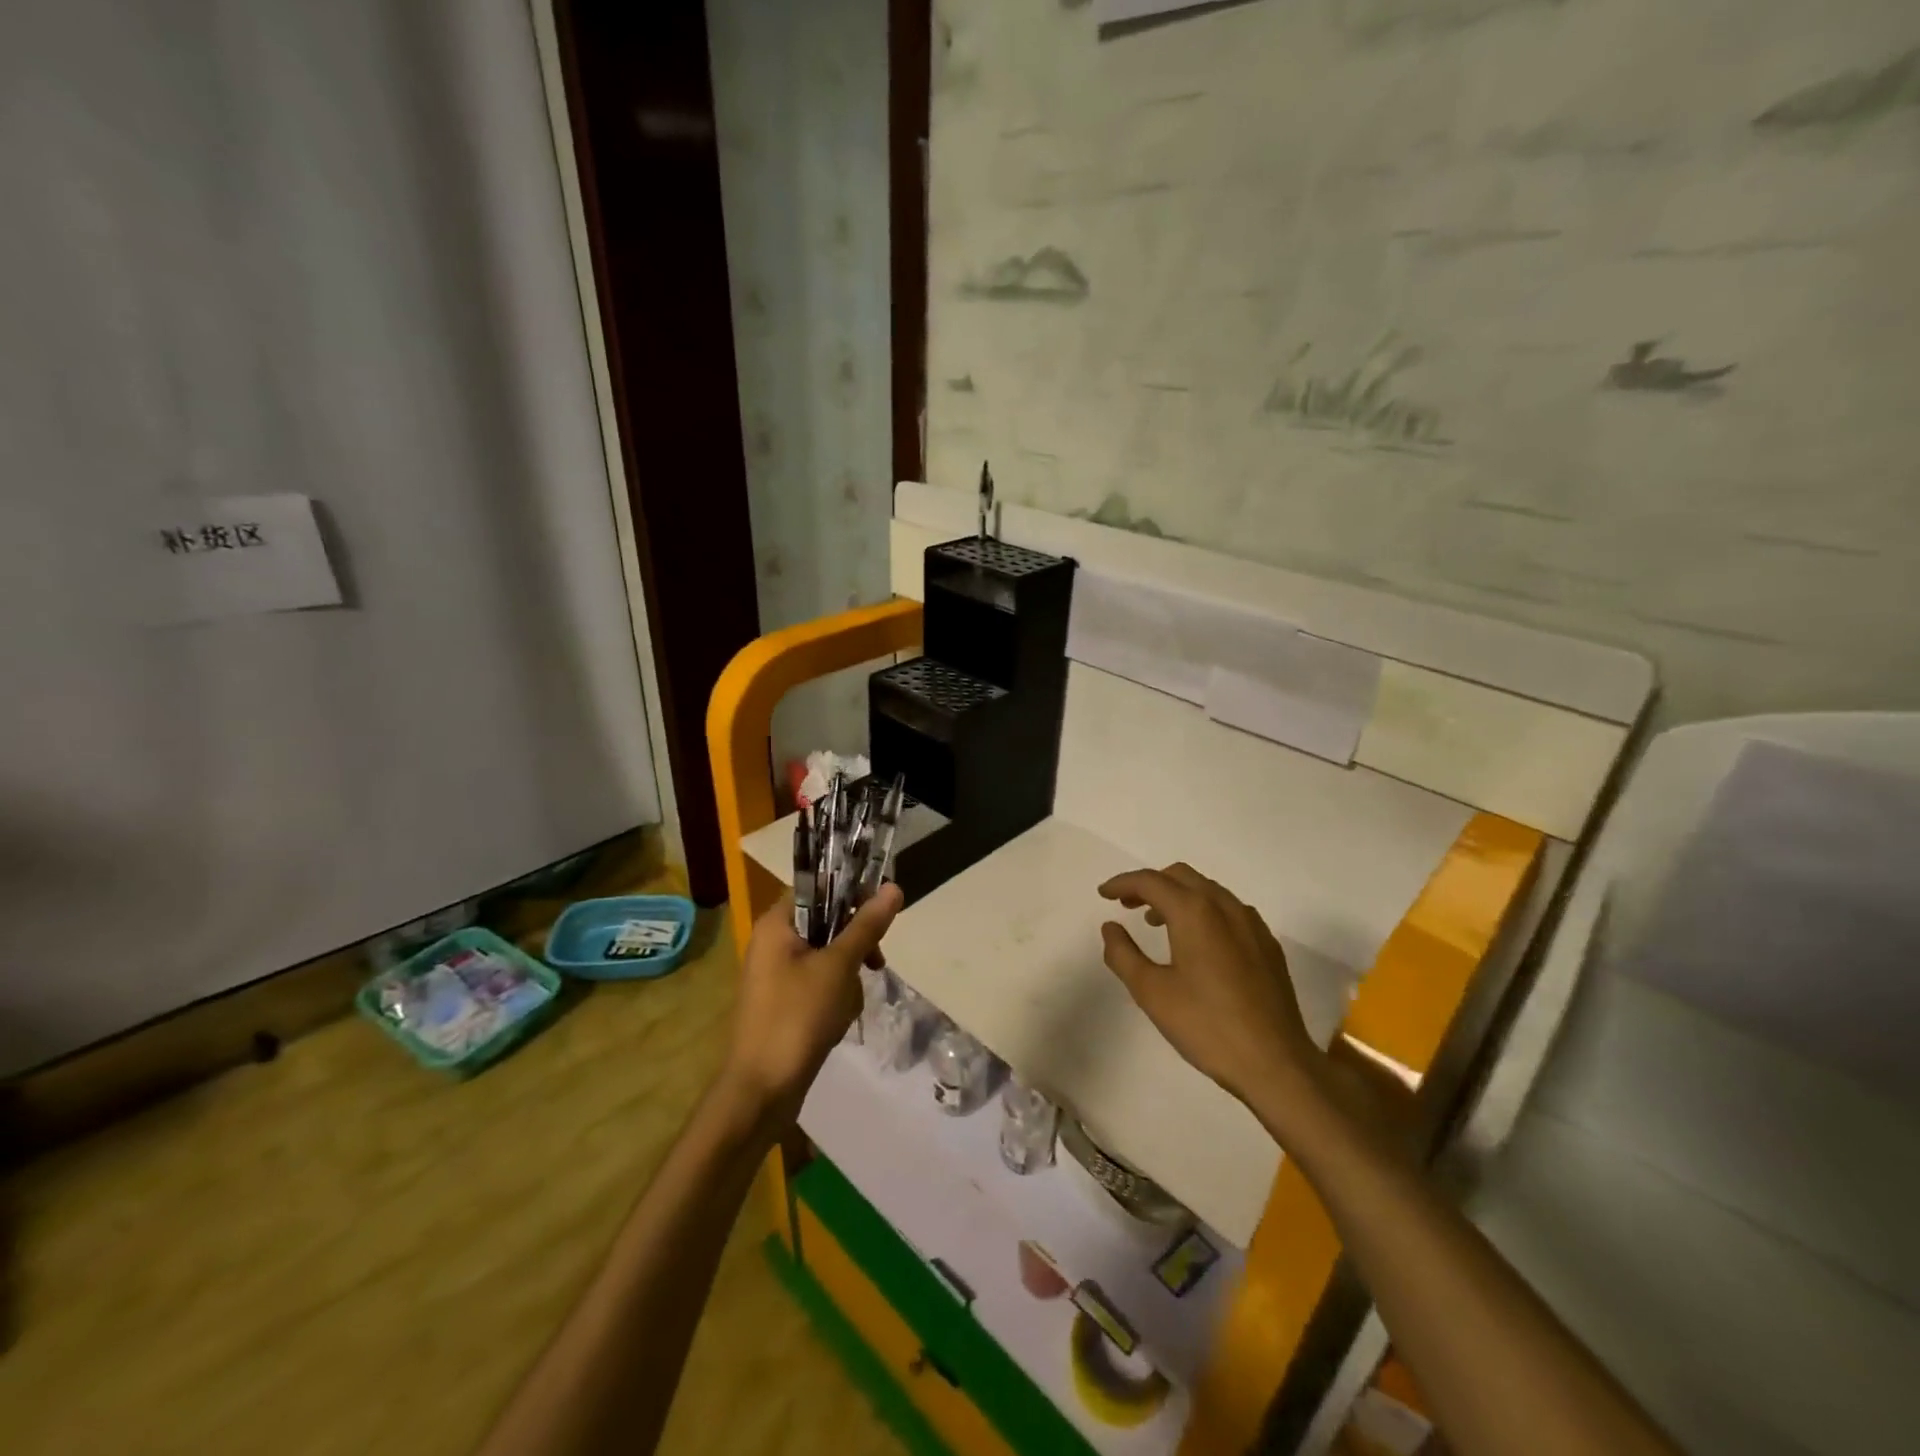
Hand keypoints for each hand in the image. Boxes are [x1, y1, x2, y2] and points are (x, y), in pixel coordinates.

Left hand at [721, 884, 902, 1119]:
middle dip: (853, 947)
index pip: (817, 888)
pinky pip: (821, 985)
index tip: (879, 913)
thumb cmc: (797, 1018)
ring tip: (846, 1006)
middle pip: (827, 924)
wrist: (761, 1092)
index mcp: (775, 925)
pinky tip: (838, 1022)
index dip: (851, 893)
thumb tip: (894, 887)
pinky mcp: (786, 1004)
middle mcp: (773, 943)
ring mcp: (778, 976)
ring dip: (847, 979)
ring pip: (829, 958)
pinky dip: (835, 999)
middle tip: (873, 963)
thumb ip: (866, 926)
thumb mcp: (838, 967)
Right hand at [1099, 864, 1322, 1115]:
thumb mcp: (1151, 993)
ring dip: (1178, 896)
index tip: (1103, 894)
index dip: (1122, 883)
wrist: (1276, 1065)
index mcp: (1194, 912)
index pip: (1151, 881)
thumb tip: (1111, 927)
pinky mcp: (1267, 945)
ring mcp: (1252, 924)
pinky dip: (1204, 911)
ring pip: (1208, 890)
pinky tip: (1198, 942)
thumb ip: (1123, 954)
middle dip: (1150, 884)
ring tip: (1158, 922)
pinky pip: (1229, 910)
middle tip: (1127, 905)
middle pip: (1181, 876)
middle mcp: (1225, 907)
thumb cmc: (1207, 1026)